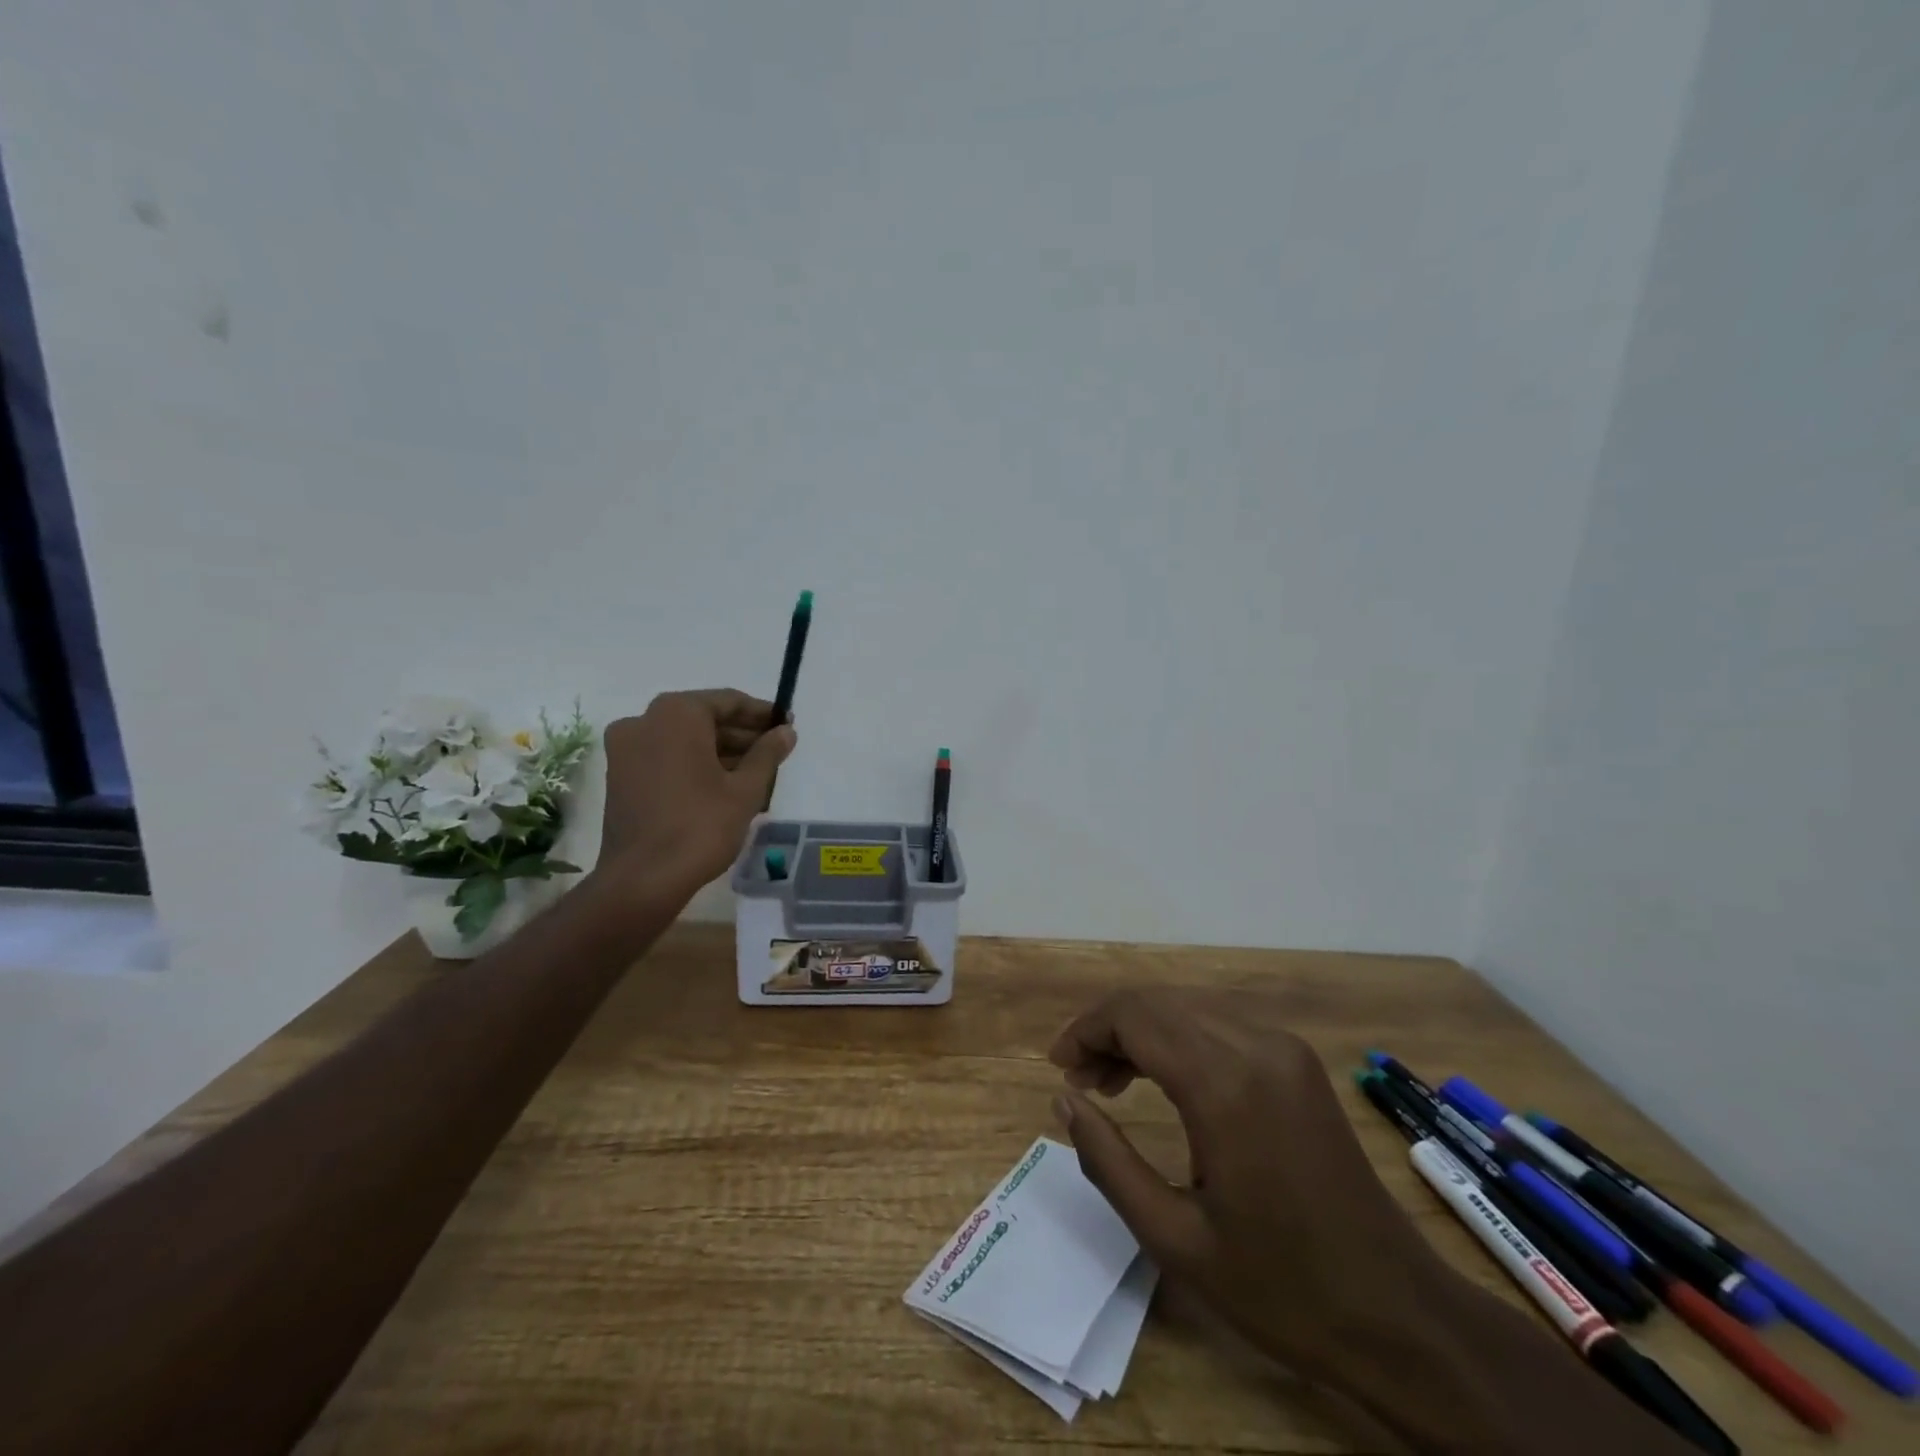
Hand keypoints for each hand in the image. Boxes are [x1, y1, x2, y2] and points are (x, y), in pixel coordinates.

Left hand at [598, 689, 795, 887]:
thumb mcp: (746, 788)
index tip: (787, 724)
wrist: (644, 878)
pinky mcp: (620, 776)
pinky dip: (695, 764)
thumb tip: (786, 731)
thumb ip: (768, 753)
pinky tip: (725, 785)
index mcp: (676, 714)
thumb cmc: (701, 825)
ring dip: (720, 752)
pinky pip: (666, 758)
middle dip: (742, 735)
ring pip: (684, 740)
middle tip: (775, 751)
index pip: (729, 701)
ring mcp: (626, 749)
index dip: (762, 713)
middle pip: (704, 719)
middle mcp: (644, 721)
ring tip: (757, 773)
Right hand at [1048, 988, 1450, 1380]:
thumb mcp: (1175, 1239)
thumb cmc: (1281, 1288)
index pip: (1134, 1017)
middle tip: (1079, 1081)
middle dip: (1108, 1029)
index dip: (1086, 1030)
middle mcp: (1255, 1045)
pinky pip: (1219, 1025)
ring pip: (1187, 1008)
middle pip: (1158, 1003)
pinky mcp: (1297, 1061)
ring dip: (1141, 1032)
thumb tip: (1064, 1099)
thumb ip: (1108, 1161)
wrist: (1399, 1314)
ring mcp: (1283, 1048)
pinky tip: (1163, 1081)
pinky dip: (1178, 1040)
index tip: (1058, 1067)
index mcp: (1224, 1085)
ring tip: (1110, 1083)